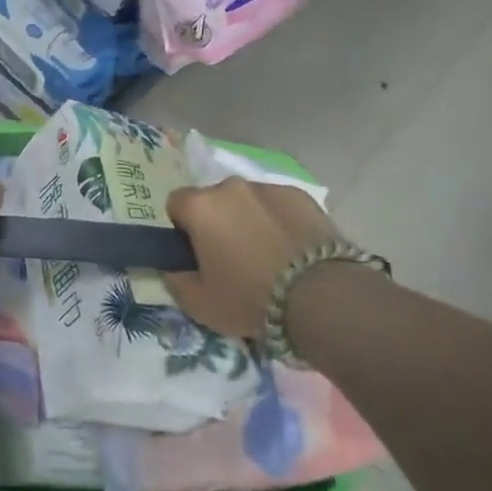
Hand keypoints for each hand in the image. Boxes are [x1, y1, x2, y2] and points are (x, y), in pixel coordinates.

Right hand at [165, 178, 339, 341]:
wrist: (321, 296)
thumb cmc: (249, 298)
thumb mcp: (198, 303)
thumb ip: (174, 279)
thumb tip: (170, 267)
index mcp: (200, 206)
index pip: (175, 204)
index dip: (181, 229)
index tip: (194, 253)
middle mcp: (231, 187)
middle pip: (213, 200)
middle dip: (216, 222)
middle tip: (230, 257)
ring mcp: (269, 187)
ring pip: (247, 201)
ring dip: (248, 220)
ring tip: (266, 255)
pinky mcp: (301, 195)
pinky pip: (278, 205)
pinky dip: (278, 221)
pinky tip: (291, 249)